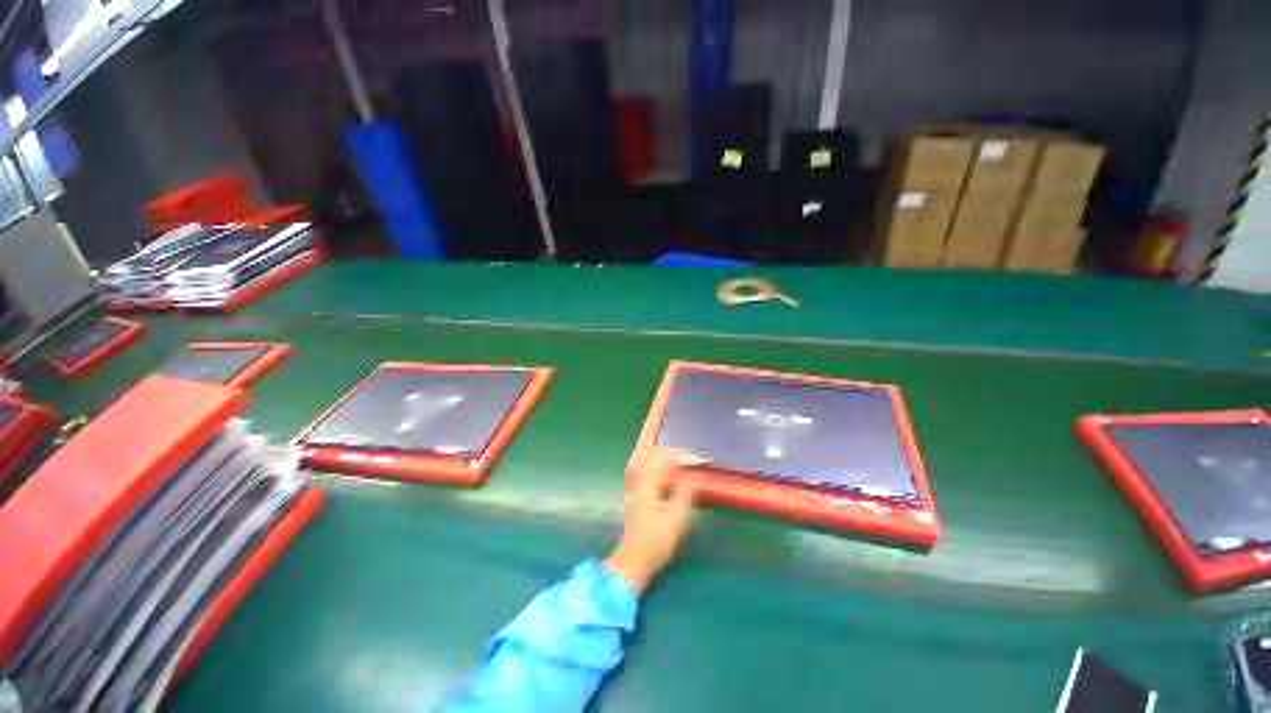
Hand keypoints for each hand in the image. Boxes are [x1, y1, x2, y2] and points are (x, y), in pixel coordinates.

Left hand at [603, 448, 700, 594]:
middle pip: (659, 461)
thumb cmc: (656, 539)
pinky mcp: (642, 500)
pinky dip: (670, 480)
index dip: (682, 455)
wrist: (635, 562)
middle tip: (696, 467)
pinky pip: (657, 481)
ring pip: (658, 471)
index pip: (663, 456)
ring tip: (691, 477)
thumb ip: (686, 491)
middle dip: (679, 461)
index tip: (698, 460)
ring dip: (675, 470)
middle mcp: (641, 481)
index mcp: (647, 481)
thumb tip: (695, 475)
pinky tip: (680, 489)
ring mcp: (639, 491)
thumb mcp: (676, 515)